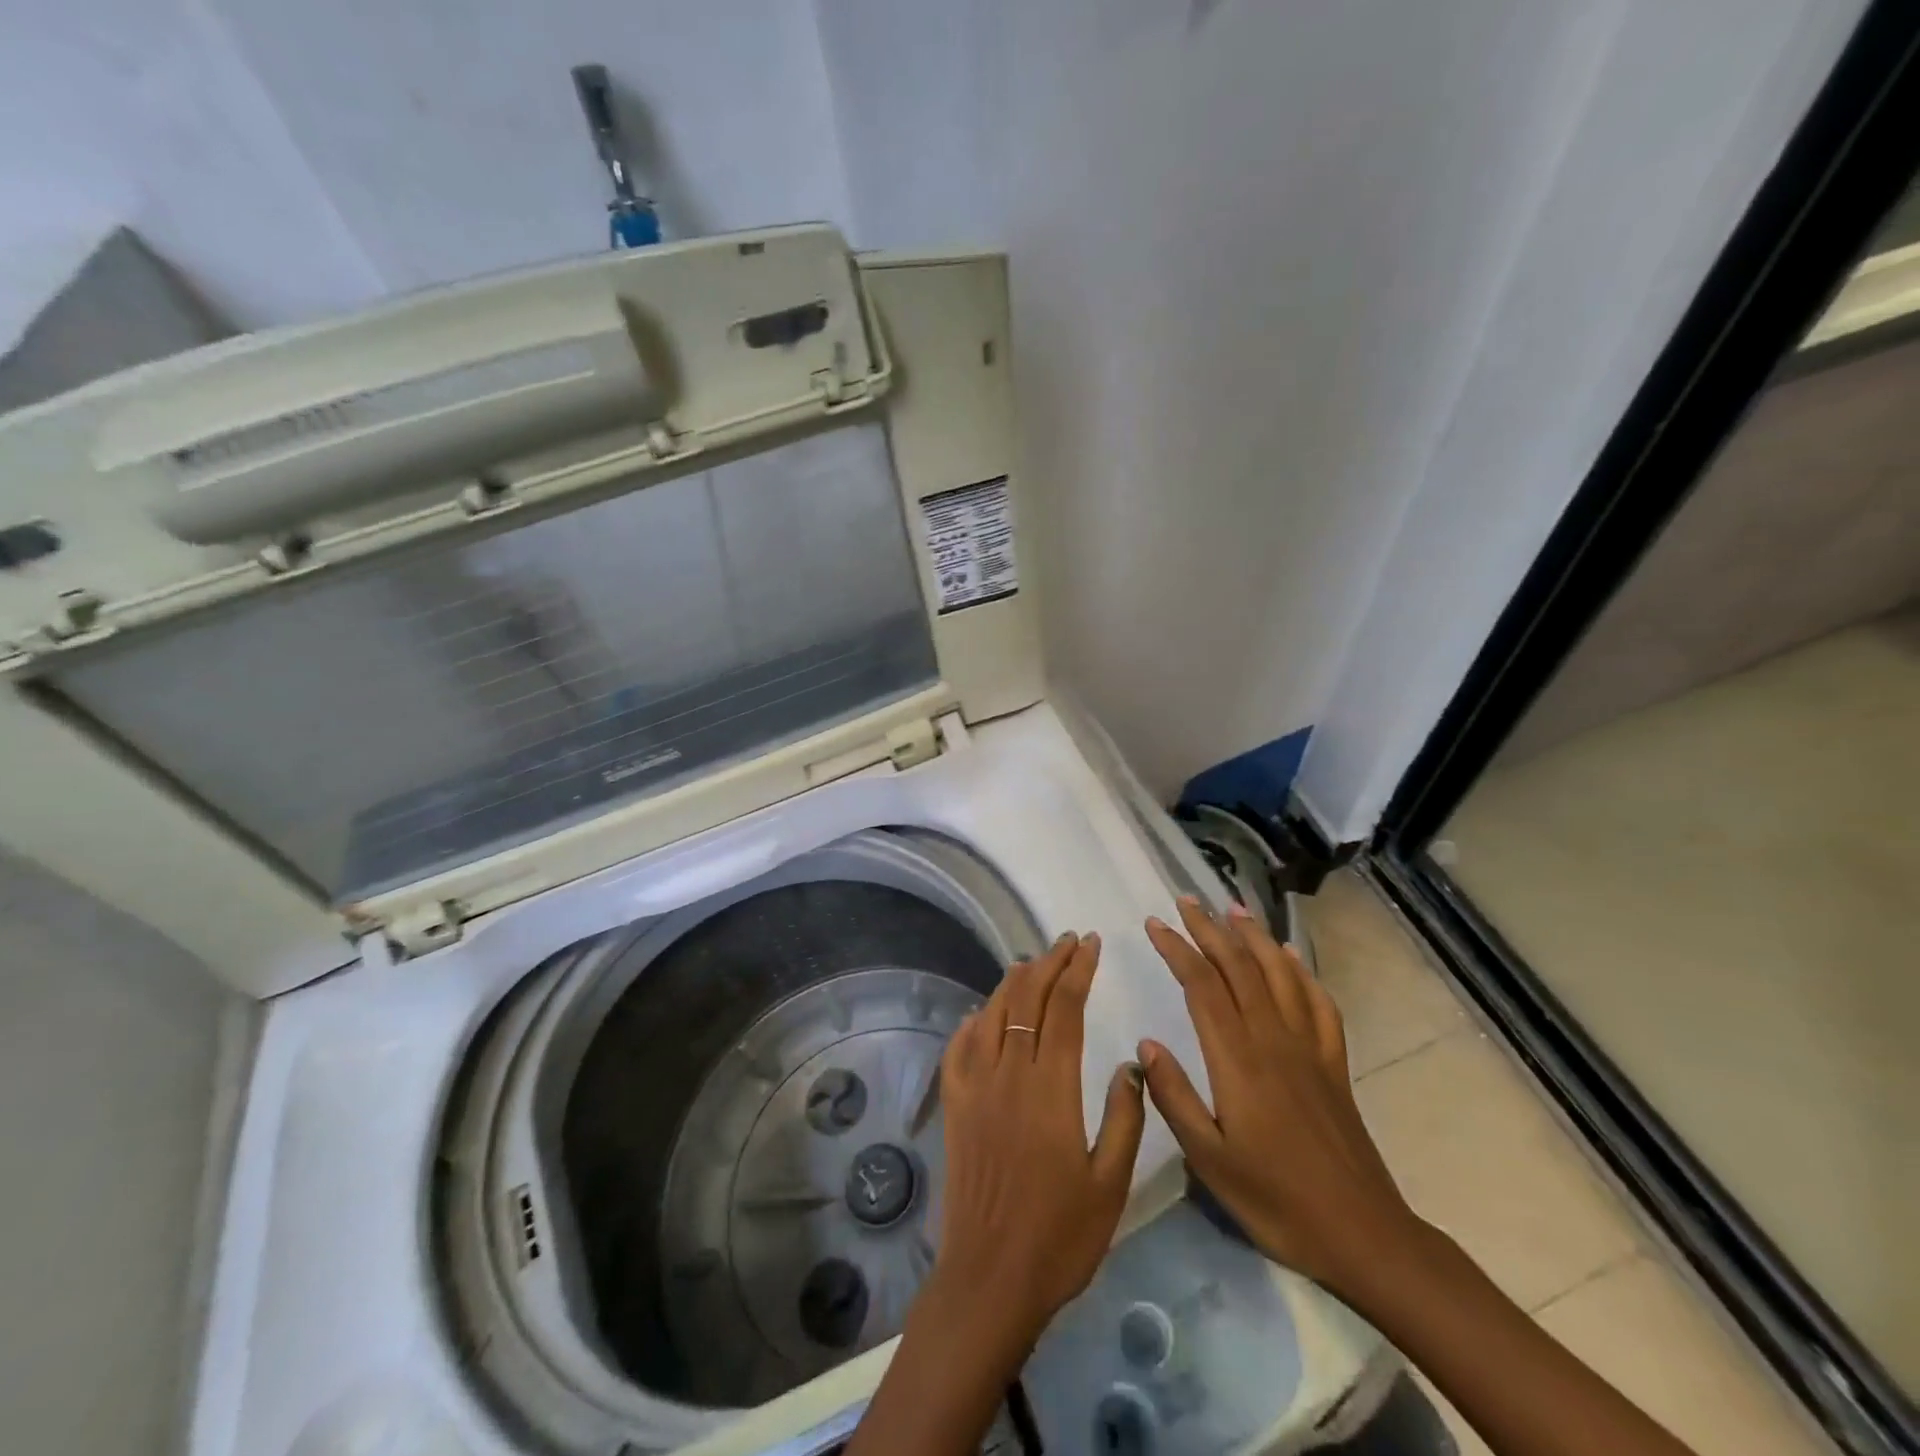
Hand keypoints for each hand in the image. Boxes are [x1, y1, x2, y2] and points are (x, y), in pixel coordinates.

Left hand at [847, 933, 1147, 1455]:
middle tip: (1069, 943)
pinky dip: (974, 1021)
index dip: (1078, 970)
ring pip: (992, 1013)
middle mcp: (1008, 1074)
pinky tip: (984, 1014)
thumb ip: (1125, 1118)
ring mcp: (974, 1087)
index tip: (1091, 944)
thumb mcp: (1111, 1185)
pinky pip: (960, 1047)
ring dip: (1014, 982)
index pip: (1064, 1008)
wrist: (990, 1278)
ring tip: (1034, 963)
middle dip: (1049, 963)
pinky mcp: (954, 1105)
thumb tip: (1130, 1064)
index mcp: (1050, 1089)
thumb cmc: (1060, 1237)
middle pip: (1027, 998)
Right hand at [1139, 898, 1420, 1302]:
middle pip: (1239, 968)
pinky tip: (1290, 958)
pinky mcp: (1334, 1064)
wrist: (1363, 1234)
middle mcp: (1274, 1039)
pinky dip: (1302, 972)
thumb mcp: (1210, 1159)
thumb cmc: (1276, 1200)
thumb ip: (1174, 1097)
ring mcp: (1309, 1048)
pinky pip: (1319, 1004)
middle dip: (1210, 929)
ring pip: (1279, 975)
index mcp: (1238, 1059)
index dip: (1177, 949)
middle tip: (1187, 900)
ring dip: (1254, 937)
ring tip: (1234, 909)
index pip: (1202, 986)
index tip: (1155, 923)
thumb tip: (1146, 1044)